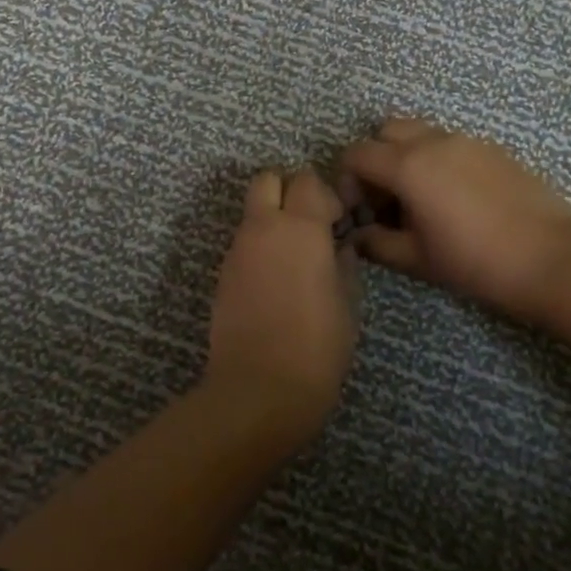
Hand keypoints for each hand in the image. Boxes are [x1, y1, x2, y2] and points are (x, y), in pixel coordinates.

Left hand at [205, 168, 359, 442]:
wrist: (258, 390)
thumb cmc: (317, 347)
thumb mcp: (348, 303)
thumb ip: (344, 264)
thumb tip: (339, 247)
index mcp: (300, 228)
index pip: (307, 180)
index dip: (325, 194)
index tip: (338, 223)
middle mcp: (262, 228)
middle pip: (268, 180)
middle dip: (289, 191)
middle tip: (310, 226)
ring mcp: (236, 251)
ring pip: (252, 213)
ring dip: (272, 221)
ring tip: (295, 261)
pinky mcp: (222, 275)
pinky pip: (243, 244)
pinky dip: (259, 249)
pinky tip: (275, 284)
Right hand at [338, 118, 570, 322]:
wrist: (552, 259)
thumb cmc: (475, 262)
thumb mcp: (417, 259)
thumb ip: (377, 243)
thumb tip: (359, 236)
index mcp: (408, 165)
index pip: (356, 154)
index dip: (347, 182)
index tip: (360, 213)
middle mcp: (434, 141)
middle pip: (385, 132)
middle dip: (376, 160)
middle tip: (387, 200)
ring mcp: (468, 141)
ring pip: (421, 133)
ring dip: (407, 157)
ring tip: (421, 200)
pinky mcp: (494, 149)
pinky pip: (451, 143)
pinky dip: (438, 160)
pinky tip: (456, 200)